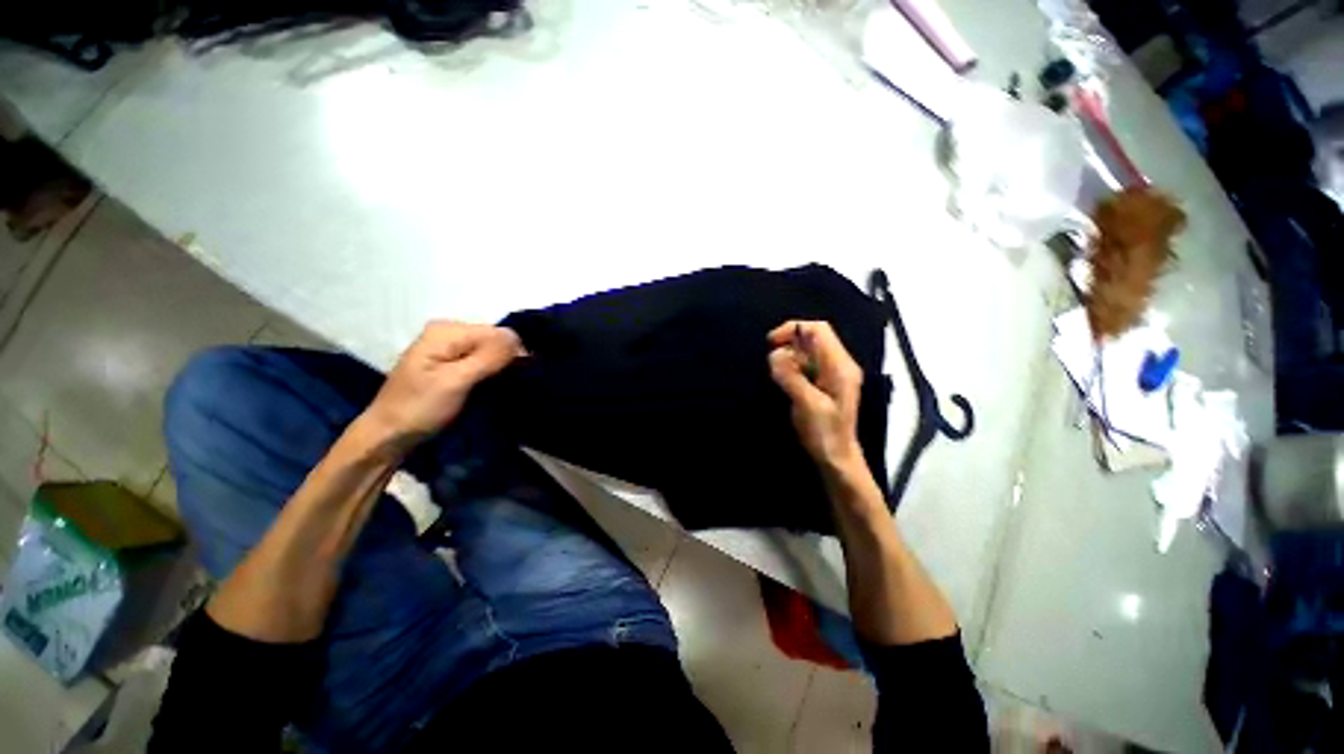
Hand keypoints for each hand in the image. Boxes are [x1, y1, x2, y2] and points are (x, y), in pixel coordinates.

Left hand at [364, 321, 523, 447]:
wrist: (389, 435)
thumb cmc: (420, 407)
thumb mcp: (456, 381)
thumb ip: (488, 357)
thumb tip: (519, 338)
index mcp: (448, 330)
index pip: (499, 332)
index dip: (512, 353)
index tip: (515, 378)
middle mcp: (449, 331)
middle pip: (494, 340)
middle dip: (505, 360)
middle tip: (505, 385)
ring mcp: (449, 347)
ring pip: (490, 351)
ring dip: (499, 369)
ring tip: (499, 388)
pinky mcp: (450, 362)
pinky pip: (481, 360)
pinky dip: (489, 373)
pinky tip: (489, 386)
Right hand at [767, 321, 865, 472]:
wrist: (837, 459)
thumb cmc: (825, 433)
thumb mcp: (807, 404)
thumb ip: (791, 376)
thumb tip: (774, 354)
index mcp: (840, 366)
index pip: (818, 330)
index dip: (793, 329)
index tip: (771, 343)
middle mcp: (839, 365)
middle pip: (813, 338)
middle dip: (789, 343)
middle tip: (771, 360)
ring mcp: (832, 374)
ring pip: (808, 352)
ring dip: (789, 356)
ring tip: (776, 373)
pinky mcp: (824, 384)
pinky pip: (806, 366)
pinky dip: (792, 367)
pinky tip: (783, 380)